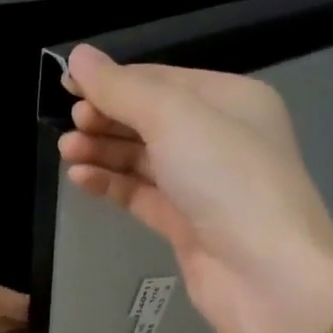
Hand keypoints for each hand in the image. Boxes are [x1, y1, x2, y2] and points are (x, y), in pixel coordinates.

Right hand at [57, 43, 332, 332]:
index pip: (161, 79)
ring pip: (142, 158)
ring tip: (67, 152)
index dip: (113, 80)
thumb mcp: (174, 118)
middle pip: (150, 118)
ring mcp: (202, 184)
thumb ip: (122, 89)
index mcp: (230, 99)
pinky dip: (111, 184)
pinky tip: (81, 178)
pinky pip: (141, 194)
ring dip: (104, 151)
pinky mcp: (186, 224)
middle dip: (107, 118)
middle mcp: (219, 138)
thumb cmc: (226, 179)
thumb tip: (78, 56)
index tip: (67, 85)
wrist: (265, 275)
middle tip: (71, 124)